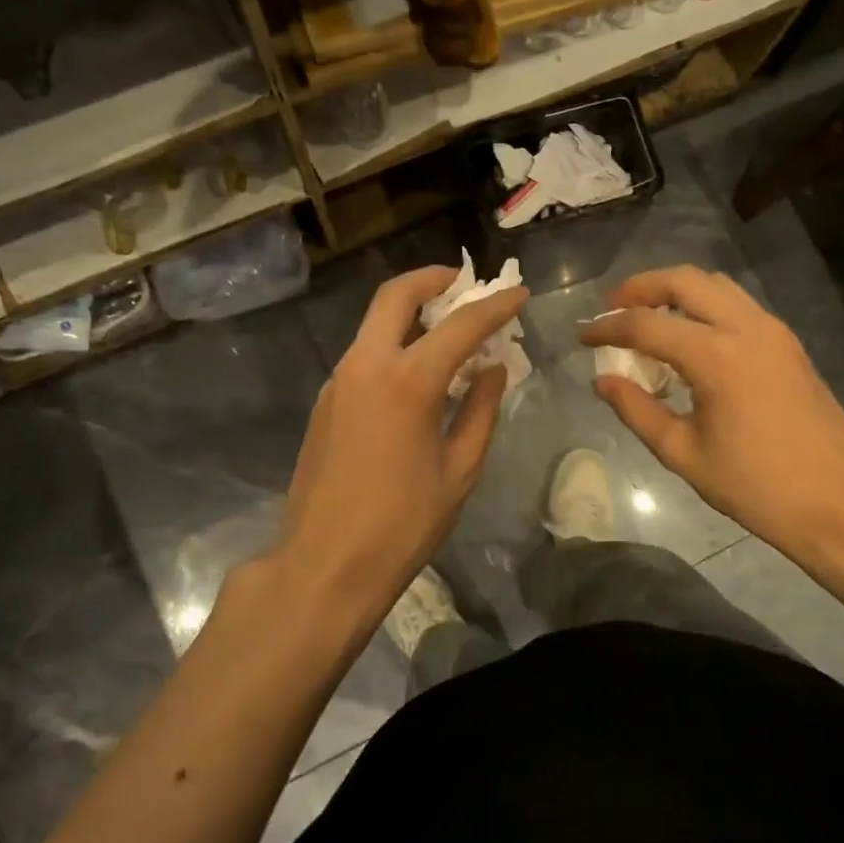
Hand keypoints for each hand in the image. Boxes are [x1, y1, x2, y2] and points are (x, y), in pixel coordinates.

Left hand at [271, 265, 527, 623]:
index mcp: (408, 381)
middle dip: (432, 279)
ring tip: (447, 328)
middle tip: (463, 283)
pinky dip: (394, 343)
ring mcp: (339, 380)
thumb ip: (481, 409)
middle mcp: (367, 365)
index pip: (461, 325)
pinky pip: (365, 353)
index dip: (495, 305)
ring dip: (411, 312)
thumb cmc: (402, 523)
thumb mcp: (460, 469)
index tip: (519, 293)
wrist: (324, 563)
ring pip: (375, 322)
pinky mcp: (326, 400)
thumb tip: (493, 369)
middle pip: (396, 295)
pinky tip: (417, 372)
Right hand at [580, 266, 843, 563]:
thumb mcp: (683, 454)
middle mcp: (745, 329)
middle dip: (641, 287)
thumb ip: (637, 411)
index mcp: (715, 357)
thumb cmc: (755, 487)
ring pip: (715, 285)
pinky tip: (690, 335)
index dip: (607, 326)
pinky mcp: (788, 343)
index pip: (646, 325)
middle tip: (613, 307)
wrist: (837, 501)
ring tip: (648, 315)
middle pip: (684, 281)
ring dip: (676, 291)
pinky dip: (705, 305)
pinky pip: (737, 304)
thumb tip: (602, 381)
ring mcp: (773, 331)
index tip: (583, 334)